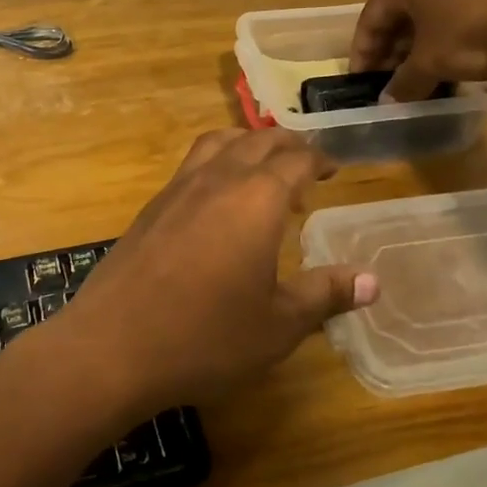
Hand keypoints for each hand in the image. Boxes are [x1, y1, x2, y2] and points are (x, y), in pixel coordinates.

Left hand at [58, 129, 378, 413]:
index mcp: (256, 199)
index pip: (296, 160)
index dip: (319, 160)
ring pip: (218, 142)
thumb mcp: (279, 325)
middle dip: (287, 145)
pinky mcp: (151, 207)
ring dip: (247, 144)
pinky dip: (216, 162)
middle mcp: (217, 179)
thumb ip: (326, 294)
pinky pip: (192, 164)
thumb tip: (373, 281)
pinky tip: (216, 200)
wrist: (113, 345)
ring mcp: (178, 189)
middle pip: (258, 141)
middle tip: (306, 164)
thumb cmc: (206, 337)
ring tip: (262, 168)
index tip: (333, 171)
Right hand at [349, 0, 486, 101]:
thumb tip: (388, 101)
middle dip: (392, 51)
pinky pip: (456, 13)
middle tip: (390, 83)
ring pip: (429, 14)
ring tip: (421, 78)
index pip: (371, 18)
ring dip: (420, 47)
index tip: (362, 82)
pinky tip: (453, 63)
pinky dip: (446, 38)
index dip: (363, 54)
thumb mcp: (431, 63)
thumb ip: (404, 82)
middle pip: (400, 14)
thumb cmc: (472, 32)